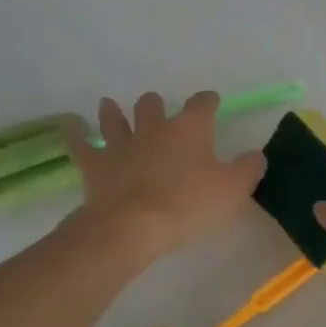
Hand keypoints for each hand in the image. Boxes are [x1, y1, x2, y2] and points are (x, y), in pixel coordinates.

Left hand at [59, 92, 265, 262]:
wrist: (133, 226)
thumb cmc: (190, 204)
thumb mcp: (233, 189)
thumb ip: (248, 168)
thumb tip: (257, 154)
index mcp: (190, 129)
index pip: (202, 104)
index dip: (208, 101)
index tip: (212, 102)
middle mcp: (154, 129)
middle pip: (153, 106)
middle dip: (157, 105)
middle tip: (159, 109)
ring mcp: (120, 145)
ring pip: (115, 119)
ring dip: (114, 112)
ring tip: (110, 105)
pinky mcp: (95, 166)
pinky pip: (80, 144)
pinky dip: (73, 133)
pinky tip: (69, 126)